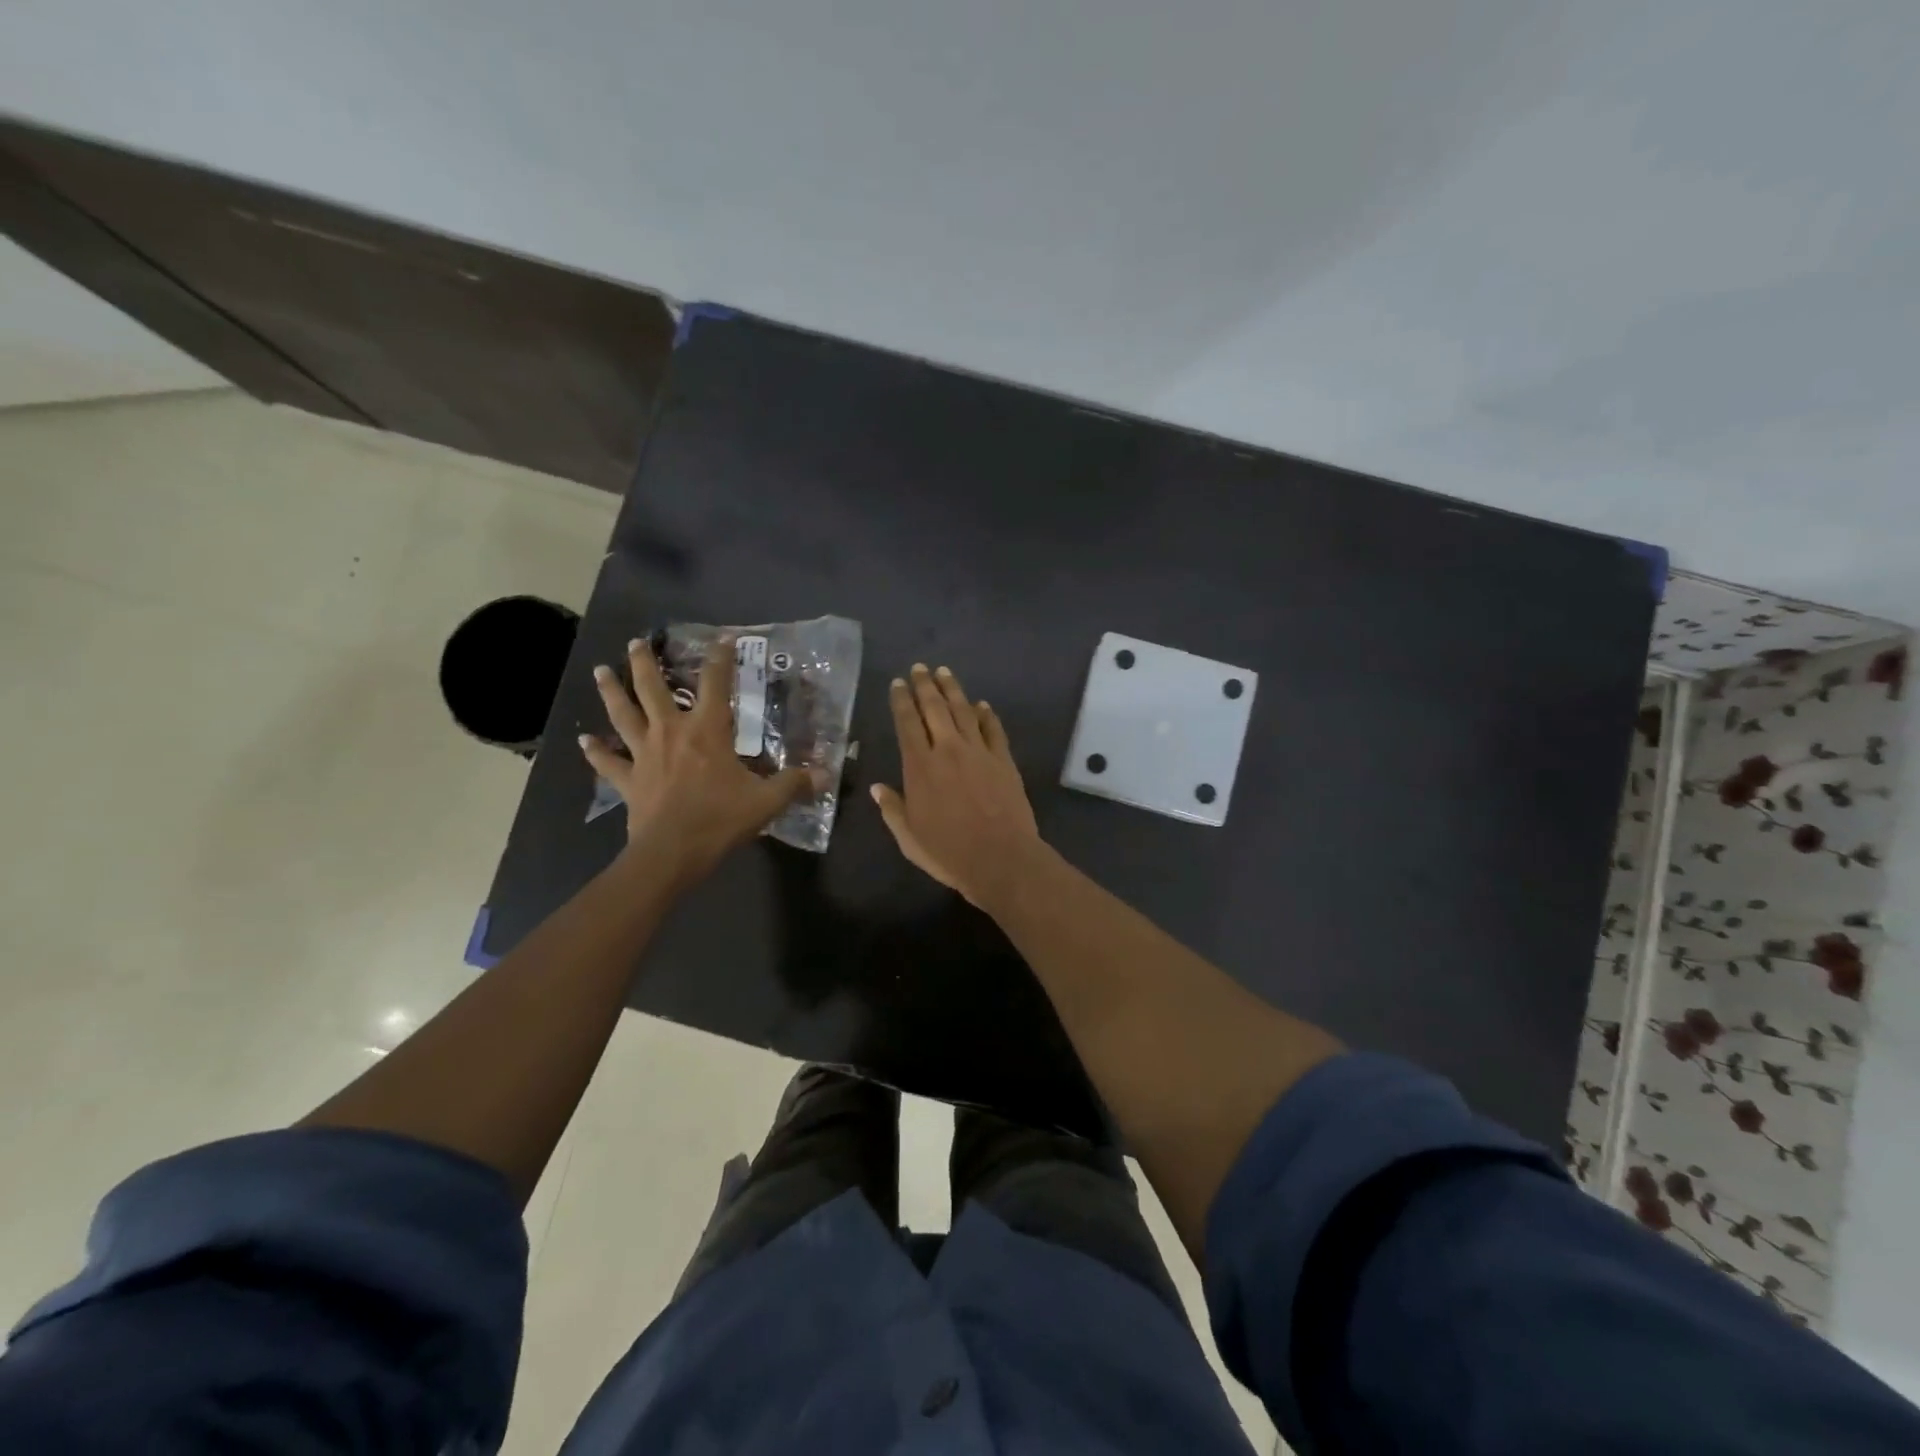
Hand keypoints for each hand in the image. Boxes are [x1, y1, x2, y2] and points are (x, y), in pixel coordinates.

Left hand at [581, 637, 814, 879]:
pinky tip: (584, 741)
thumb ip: (794, 784)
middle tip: (636, 642)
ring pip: (623, 715)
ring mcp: (644, 754)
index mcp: (707, 731)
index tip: (723, 637)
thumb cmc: (720, 819)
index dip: (721, 658)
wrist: (672, 853)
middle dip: (645, 662)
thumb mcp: (766, 801)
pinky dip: (595, 751)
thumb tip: (825, 775)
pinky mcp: (628, 780)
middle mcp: (671, 732)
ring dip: (611, 692)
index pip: (717, 683)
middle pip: (652, 688)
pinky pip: (608, 762)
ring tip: (601, 671)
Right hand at [872, 663, 1041, 906]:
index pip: (907, 724)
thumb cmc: (949, 853)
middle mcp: (948, 750)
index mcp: (920, 767)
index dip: (901, 701)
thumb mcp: (909, 837)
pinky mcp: (1004, 760)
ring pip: (964, 711)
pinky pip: (993, 729)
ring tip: (945, 672)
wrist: (1001, 858)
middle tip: (920, 668)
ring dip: (953, 690)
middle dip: (925, 685)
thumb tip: (878, 788)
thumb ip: (892, 809)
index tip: (898, 684)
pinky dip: (986, 714)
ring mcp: (979, 752)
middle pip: (935, 708)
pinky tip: (982, 705)